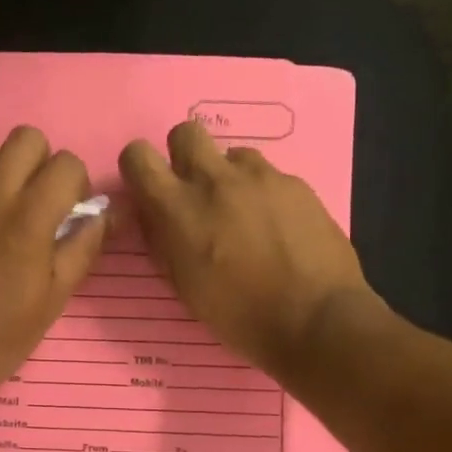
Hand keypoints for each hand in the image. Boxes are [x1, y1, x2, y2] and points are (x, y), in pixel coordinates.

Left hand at [0, 126, 106, 396]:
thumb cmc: (0, 337)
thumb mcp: (54, 300)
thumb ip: (83, 248)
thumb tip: (105, 214)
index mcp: (28, 218)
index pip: (66, 163)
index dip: (75, 184)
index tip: (68, 210)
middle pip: (25, 139)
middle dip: (40, 164)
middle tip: (35, 199)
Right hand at [119, 121, 374, 376]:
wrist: (314, 319)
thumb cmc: (239, 316)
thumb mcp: (184, 286)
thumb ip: (164, 242)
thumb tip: (157, 219)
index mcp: (178, 208)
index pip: (138, 156)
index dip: (140, 169)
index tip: (151, 191)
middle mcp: (215, 180)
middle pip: (186, 132)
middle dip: (184, 156)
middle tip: (196, 194)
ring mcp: (261, 177)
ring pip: (232, 154)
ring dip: (229, 177)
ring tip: (244, 216)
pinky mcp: (296, 184)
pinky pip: (269, 176)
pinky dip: (264, 195)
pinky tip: (278, 229)